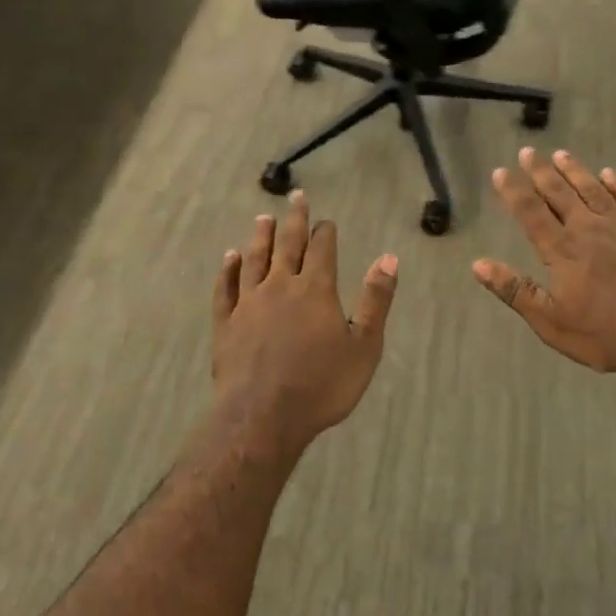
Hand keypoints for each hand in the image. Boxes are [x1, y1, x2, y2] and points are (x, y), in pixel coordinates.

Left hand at [213, 192, 397, 447]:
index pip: (322, 249)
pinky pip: (226, 287)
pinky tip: (230, 257)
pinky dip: (228, 269)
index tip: (326, 220)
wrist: (263, 417)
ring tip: (263, 219)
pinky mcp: (226, 323)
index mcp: (316, 289)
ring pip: (255, 260)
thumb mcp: (364, 346)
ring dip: (260, 237)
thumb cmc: (322, 385)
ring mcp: (249, 303)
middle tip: (295, 198)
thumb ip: (376, 300)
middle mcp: (281, 286)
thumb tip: (389, 258)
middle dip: (294, 220)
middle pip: (288, 245)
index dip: (325, 232)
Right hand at [473, 149, 615, 374]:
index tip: (500, 171)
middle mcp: (588, 230)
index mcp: (562, 251)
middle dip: (541, 172)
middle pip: (560, 194)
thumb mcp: (551, 322)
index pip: (531, 213)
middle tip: (528, 151)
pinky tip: (611, 174)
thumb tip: (479, 265)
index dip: (513, 191)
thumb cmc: (605, 333)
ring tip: (561, 154)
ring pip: (593, 191)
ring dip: (576, 171)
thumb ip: (516, 291)